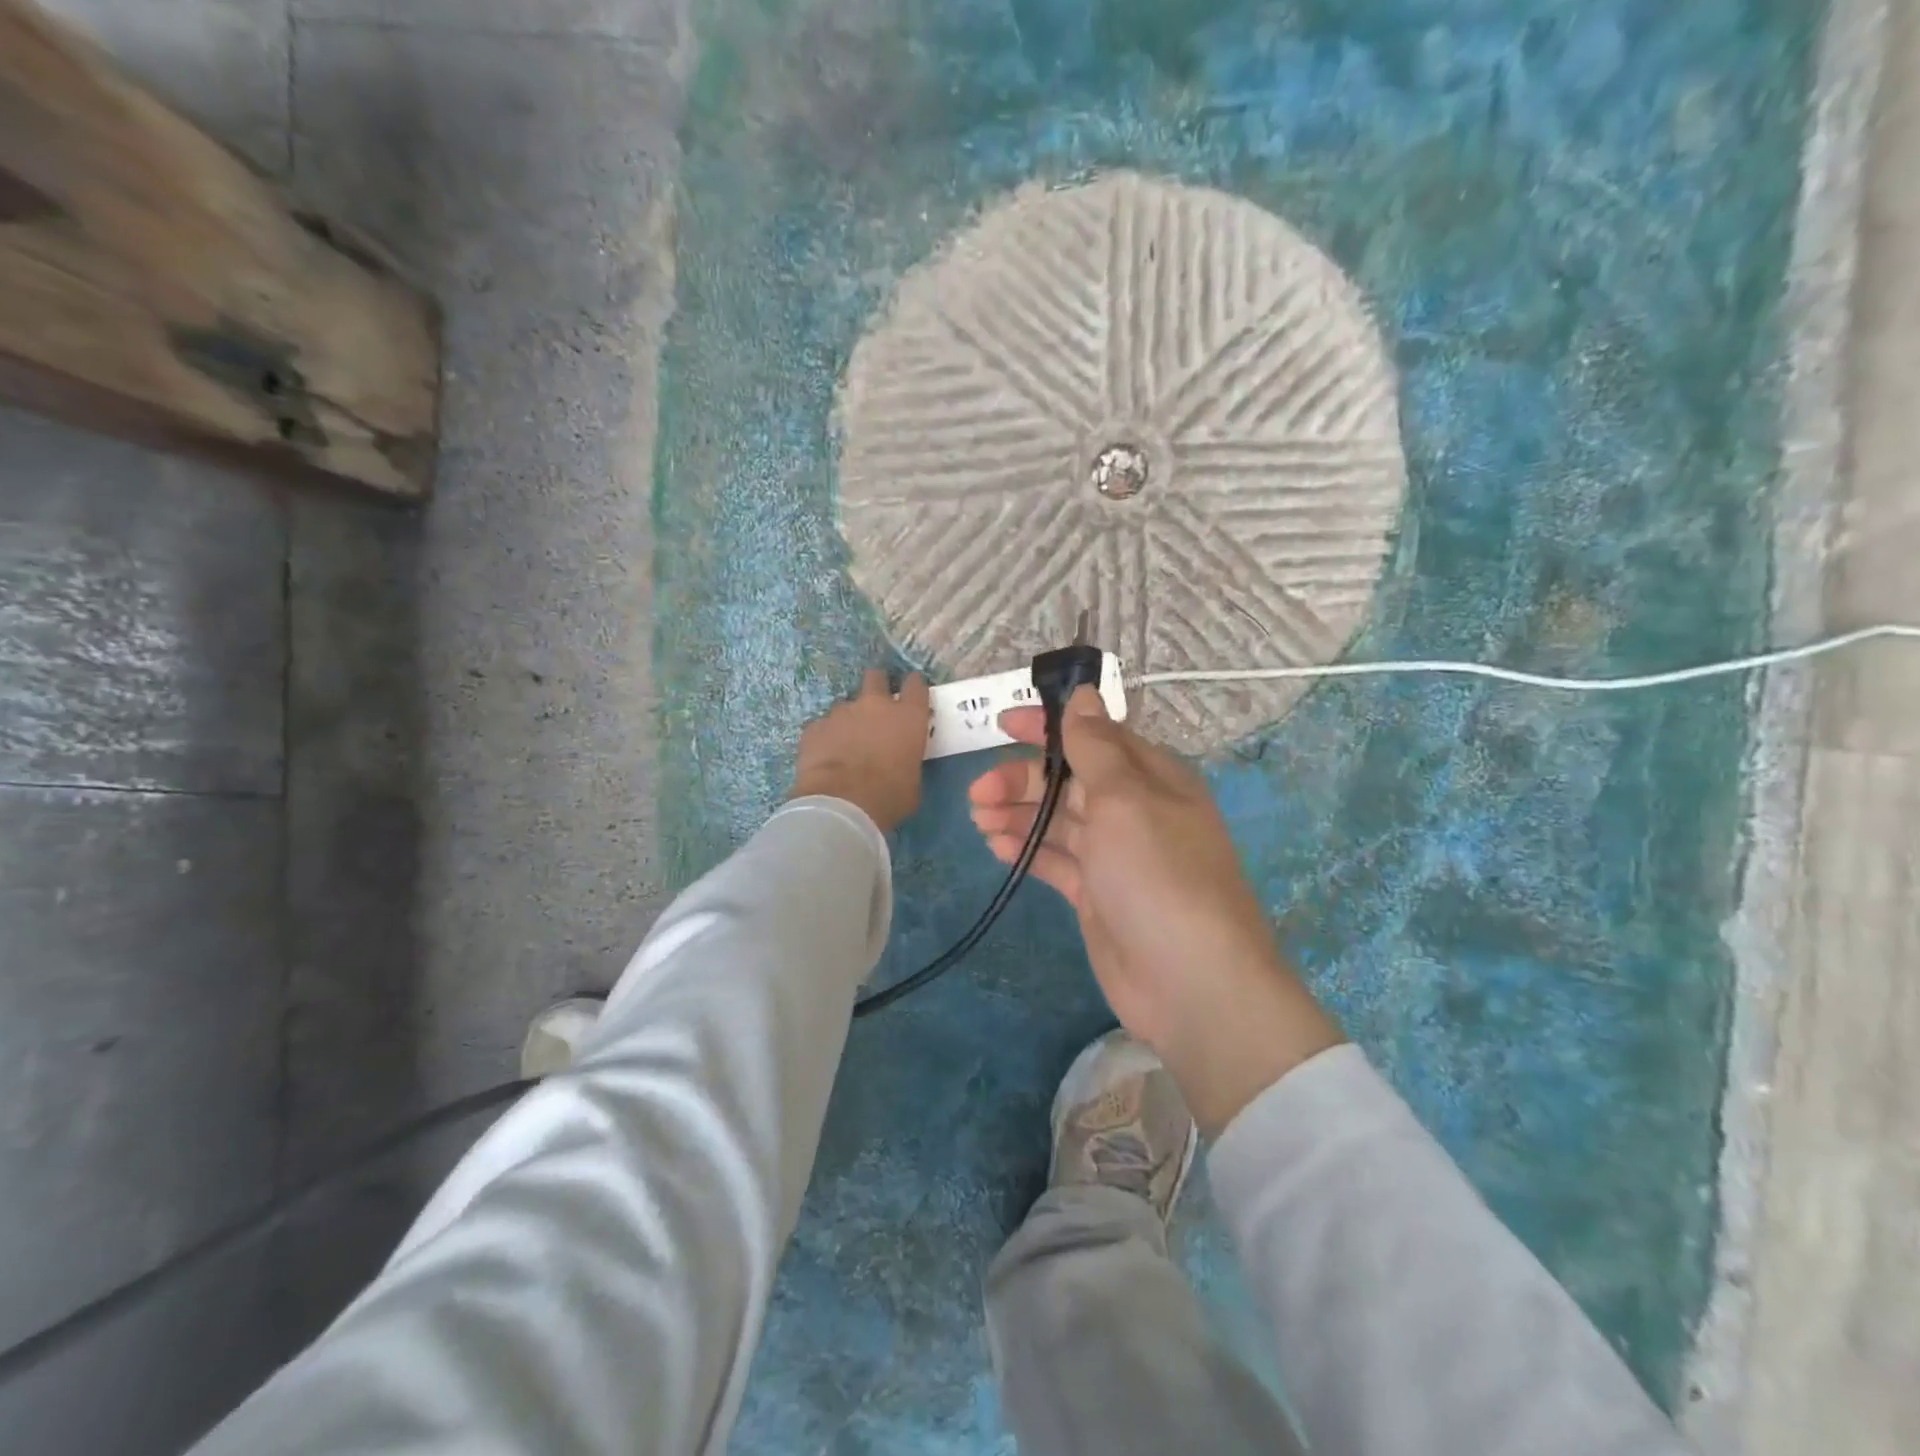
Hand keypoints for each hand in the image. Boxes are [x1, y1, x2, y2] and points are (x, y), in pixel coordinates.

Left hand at [790, 670, 930, 832]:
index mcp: (907, 717)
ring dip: (849, 720)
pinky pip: (823, 727)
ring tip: (846, 745)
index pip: (915, 686)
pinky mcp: (814, 727)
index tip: (911, 695)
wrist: (842, 805)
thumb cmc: (889, 796)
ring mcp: (841, 712)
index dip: (913, 687)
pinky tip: (825, 757)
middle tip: (875, 707)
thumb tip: (900, 762)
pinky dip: (826, 738)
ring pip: (846, 706)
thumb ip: (907, 760)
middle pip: (875, 678)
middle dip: (876, 686)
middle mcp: (875, 705)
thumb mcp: (913, 781)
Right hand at [968, 687, 1343, 1135]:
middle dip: (1023, 779)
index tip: (1002, 723)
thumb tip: (1084, 694)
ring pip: (1058, 820)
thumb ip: (1096, 747)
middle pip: (1069, 780)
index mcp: (1151, 777)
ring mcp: (1115, 856)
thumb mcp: (1125, 798)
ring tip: (979, 819)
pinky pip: (1057, 861)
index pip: (1094, 736)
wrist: (1190, 982)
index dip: (1048, 727)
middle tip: (978, 793)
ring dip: (1018, 814)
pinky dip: (1028, 851)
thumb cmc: (1158, 874)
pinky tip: (997, 847)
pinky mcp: (1098, 895)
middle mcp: (1134, 811)